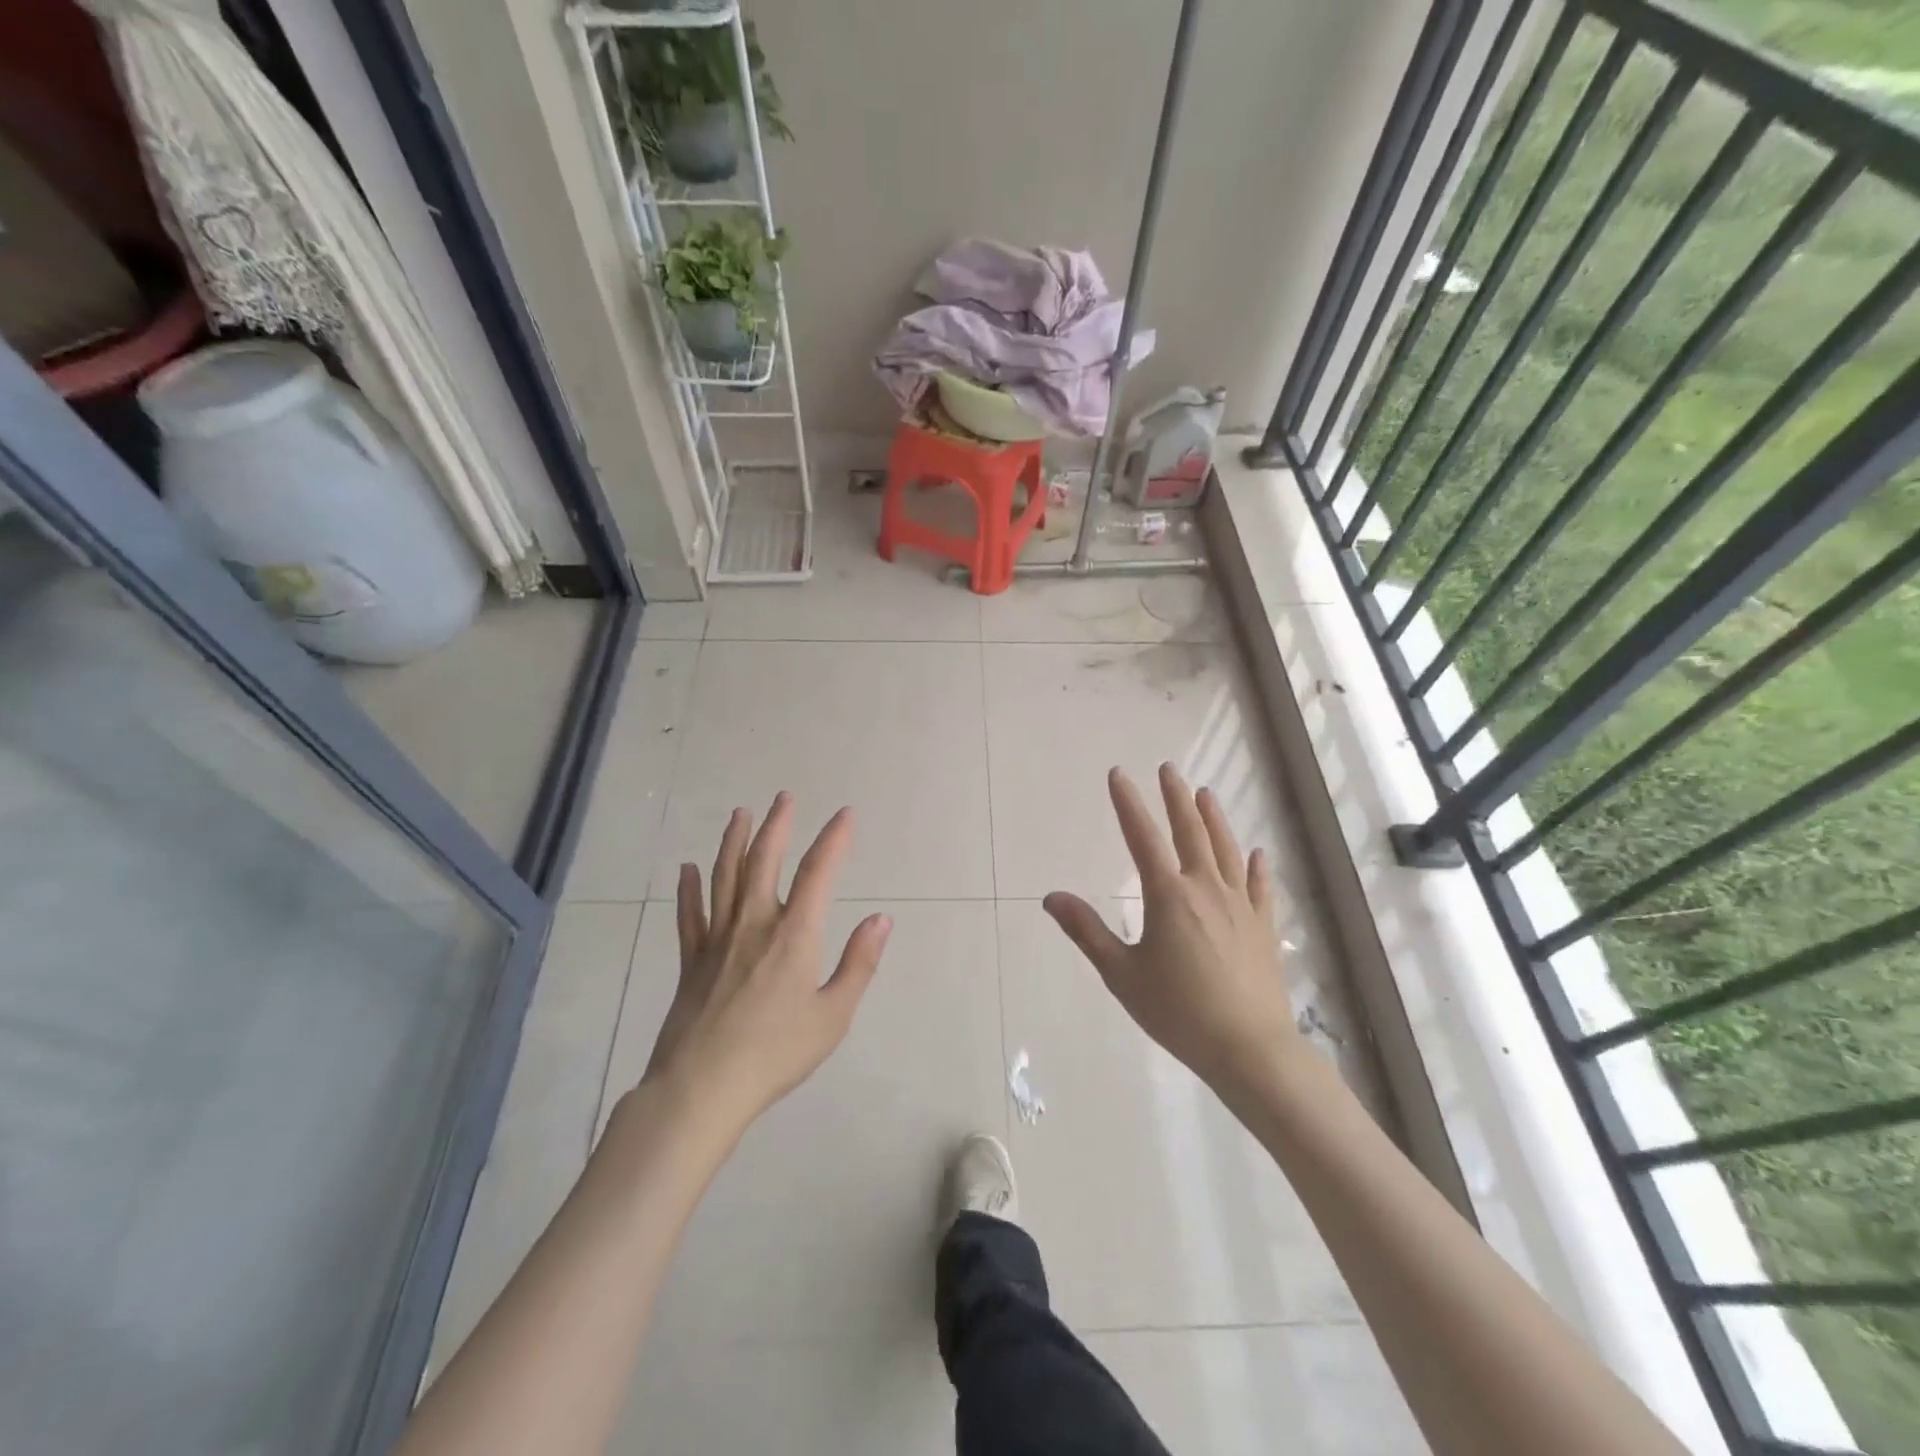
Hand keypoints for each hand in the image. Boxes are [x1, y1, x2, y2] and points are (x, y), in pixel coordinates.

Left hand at [641, 792, 891, 1132]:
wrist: (703, 1088)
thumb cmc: (776, 1053)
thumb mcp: (833, 1015)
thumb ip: (859, 963)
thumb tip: (881, 919)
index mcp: (794, 935)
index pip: (818, 873)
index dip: (834, 839)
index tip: (846, 814)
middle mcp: (754, 924)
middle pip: (764, 861)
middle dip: (778, 825)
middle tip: (784, 796)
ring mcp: (717, 940)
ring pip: (724, 877)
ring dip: (734, 841)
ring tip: (740, 814)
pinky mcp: (691, 961)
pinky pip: (689, 915)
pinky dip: (688, 889)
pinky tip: (686, 869)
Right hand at [1043, 765, 1302, 1094]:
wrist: (1249, 1048)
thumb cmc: (1178, 1012)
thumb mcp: (1121, 974)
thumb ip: (1087, 931)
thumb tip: (1051, 897)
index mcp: (1168, 896)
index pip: (1142, 837)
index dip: (1128, 803)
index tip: (1119, 774)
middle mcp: (1205, 889)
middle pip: (1190, 832)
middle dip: (1176, 797)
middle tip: (1168, 769)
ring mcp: (1239, 906)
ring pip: (1225, 850)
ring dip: (1213, 819)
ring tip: (1205, 793)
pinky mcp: (1262, 927)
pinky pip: (1259, 887)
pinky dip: (1256, 867)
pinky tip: (1256, 853)